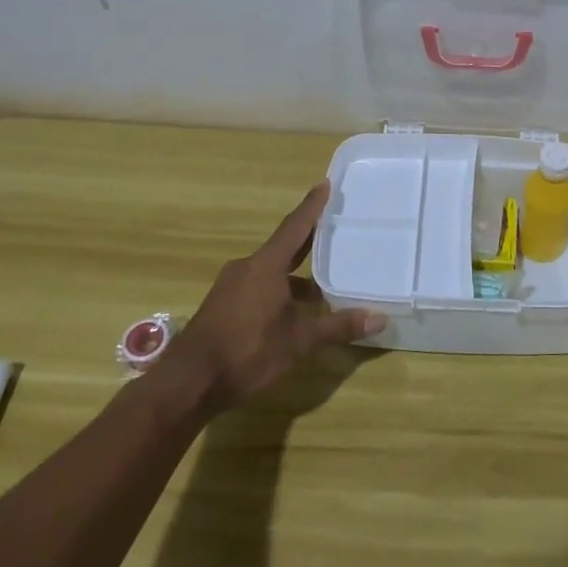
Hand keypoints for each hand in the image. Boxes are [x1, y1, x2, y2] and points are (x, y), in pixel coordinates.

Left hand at [167, 182, 381, 414]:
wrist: (188, 383)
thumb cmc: (247, 351)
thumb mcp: (299, 341)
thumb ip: (338, 327)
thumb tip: (380, 319)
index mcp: (266, 265)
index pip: (295, 226)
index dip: (312, 206)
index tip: (325, 183)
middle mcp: (247, 268)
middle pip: (284, 247)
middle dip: (308, 241)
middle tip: (333, 230)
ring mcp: (231, 287)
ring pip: (271, 272)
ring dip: (295, 276)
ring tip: (322, 287)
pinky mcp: (222, 306)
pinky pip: (257, 287)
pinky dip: (278, 291)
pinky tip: (293, 313)